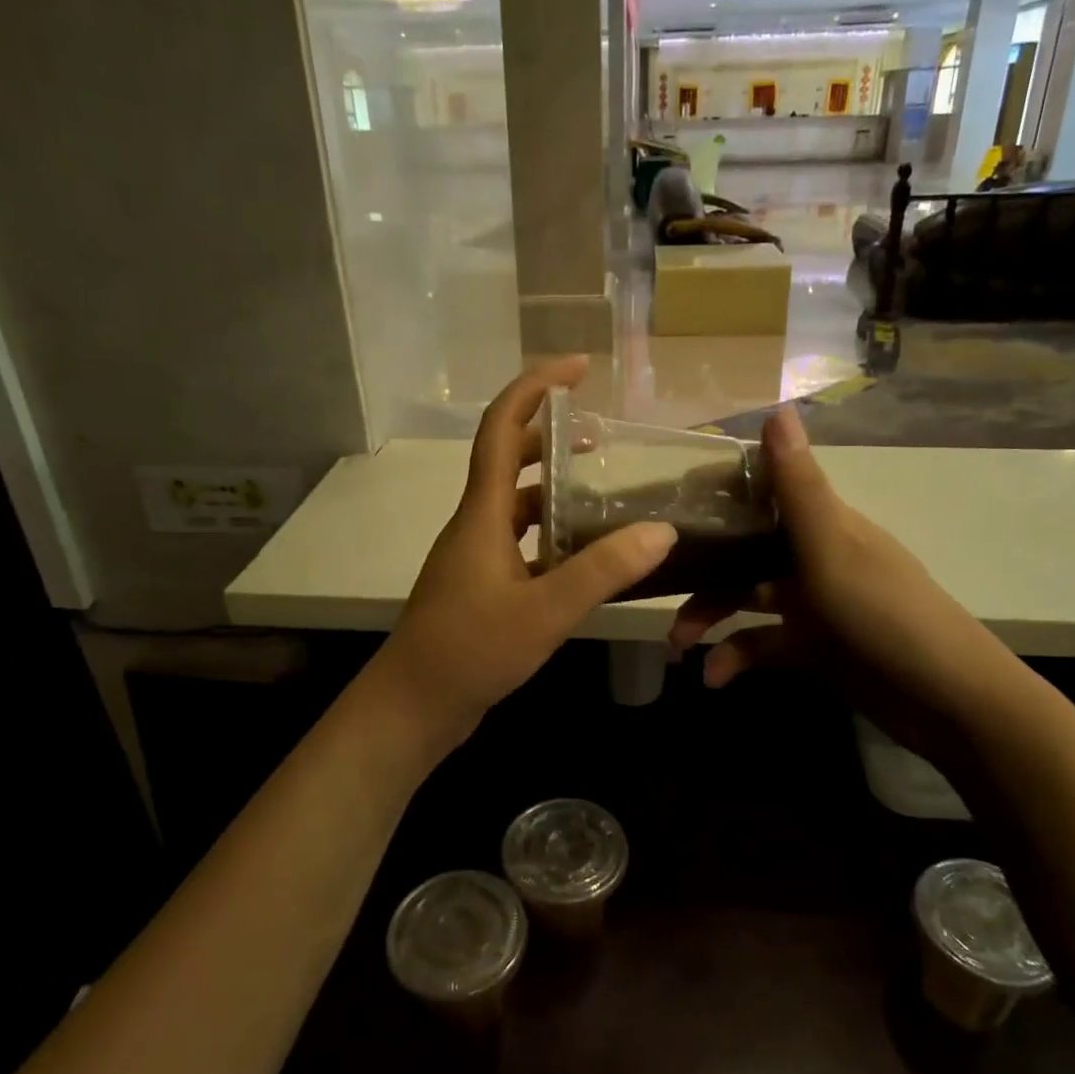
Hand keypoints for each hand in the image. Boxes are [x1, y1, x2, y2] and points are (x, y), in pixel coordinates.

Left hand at [367, 357, 678, 754]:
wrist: (413, 706)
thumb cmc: (470, 651)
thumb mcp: (544, 612)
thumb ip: (602, 571)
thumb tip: (662, 531)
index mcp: (482, 515)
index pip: (501, 429)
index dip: (534, 388)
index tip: (576, 367)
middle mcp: (476, 526)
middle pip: (508, 460)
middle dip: (549, 436)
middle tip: (599, 433)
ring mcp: (476, 557)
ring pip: (516, 505)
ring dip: (552, 488)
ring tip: (601, 489)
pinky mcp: (481, 587)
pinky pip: (520, 543)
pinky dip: (551, 534)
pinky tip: (584, 554)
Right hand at [665, 406, 1021, 759]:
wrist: (947, 702)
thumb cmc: (885, 615)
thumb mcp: (833, 550)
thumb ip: (798, 488)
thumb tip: (777, 408)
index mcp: (822, 524)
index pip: (762, 494)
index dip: (717, 495)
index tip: (668, 507)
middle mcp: (813, 556)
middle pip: (744, 551)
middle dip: (701, 570)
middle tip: (657, 589)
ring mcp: (813, 604)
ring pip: (746, 598)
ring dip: (710, 617)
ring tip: (678, 645)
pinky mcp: (813, 647)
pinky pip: (762, 643)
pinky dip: (737, 656)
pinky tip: (714, 678)